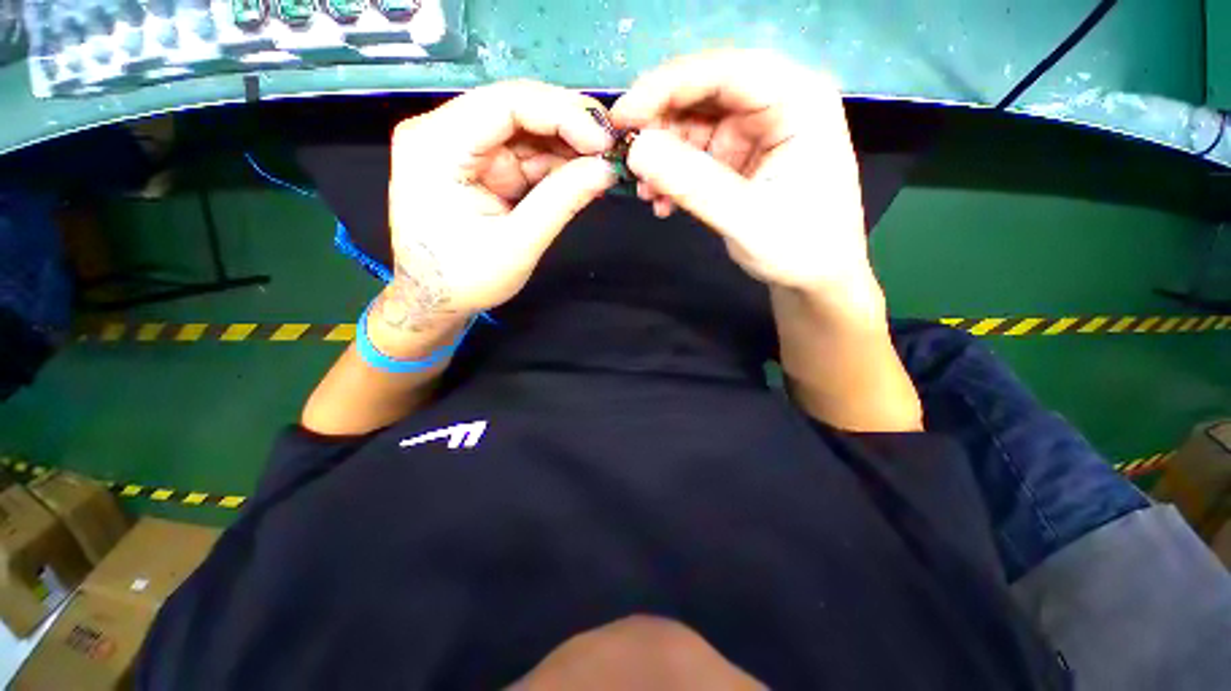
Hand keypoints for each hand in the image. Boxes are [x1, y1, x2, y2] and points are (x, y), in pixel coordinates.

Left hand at [380, 80, 615, 336]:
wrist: (434, 300)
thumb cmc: (465, 279)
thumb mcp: (517, 244)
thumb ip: (561, 202)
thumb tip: (606, 169)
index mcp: (438, 145)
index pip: (507, 104)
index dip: (563, 113)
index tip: (604, 139)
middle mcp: (444, 132)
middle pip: (517, 110)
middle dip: (569, 128)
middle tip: (611, 150)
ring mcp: (462, 147)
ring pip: (525, 131)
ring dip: (567, 148)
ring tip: (602, 166)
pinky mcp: (479, 165)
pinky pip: (524, 155)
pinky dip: (555, 166)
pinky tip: (581, 176)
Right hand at [611, 50, 880, 319]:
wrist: (813, 278)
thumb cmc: (798, 249)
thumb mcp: (746, 219)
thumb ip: (693, 184)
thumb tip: (636, 152)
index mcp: (799, 101)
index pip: (726, 71)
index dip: (667, 86)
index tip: (623, 116)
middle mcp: (776, 104)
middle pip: (705, 93)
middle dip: (660, 125)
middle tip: (627, 158)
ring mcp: (754, 131)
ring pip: (693, 125)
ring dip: (663, 157)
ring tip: (646, 193)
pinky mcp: (738, 156)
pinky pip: (694, 154)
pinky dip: (673, 176)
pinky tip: (662, 203)